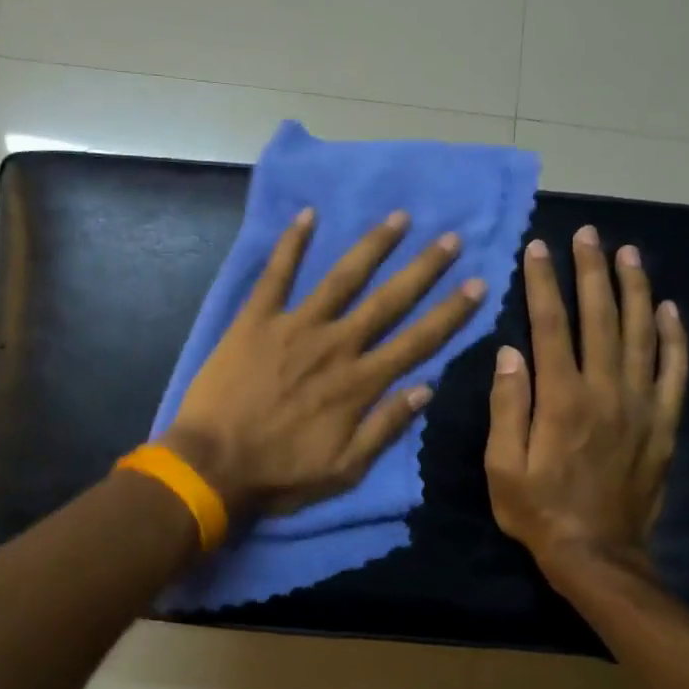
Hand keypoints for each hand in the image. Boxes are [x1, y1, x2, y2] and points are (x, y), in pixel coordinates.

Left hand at [163, 208, 485, 518]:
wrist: (210, 465)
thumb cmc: (278, 473)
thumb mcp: (343, 470)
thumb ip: (385, 428)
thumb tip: (426, 388)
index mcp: (359, 383)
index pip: (418, 341)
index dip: (451, 312)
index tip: (478, 283)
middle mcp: (336, 345)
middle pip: (389, 301)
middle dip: (424, 269)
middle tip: (451, 238)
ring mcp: (295, 327)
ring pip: (342, 278)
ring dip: (372, 246)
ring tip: (398, 218)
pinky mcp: (256, 319)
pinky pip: (276, 274)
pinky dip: (291, 244)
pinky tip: (307, 214)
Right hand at [484, 229, 687, 584]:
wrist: (598, 556)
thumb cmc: (539, 511)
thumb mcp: (502, 466)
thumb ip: (506, 407)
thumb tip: (508, 352)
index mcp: (561, 398)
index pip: (550, 325)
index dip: (543, 283)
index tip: (538, 248)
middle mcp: (605, 391)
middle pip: (600, 318)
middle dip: (592, 271)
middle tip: (589, 234)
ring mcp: (640, 405)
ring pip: (641, 334)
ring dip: (634, 289)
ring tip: (628, 253)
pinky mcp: (663, 424)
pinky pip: (674, 372)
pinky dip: (674, 338)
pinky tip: (669, 309)